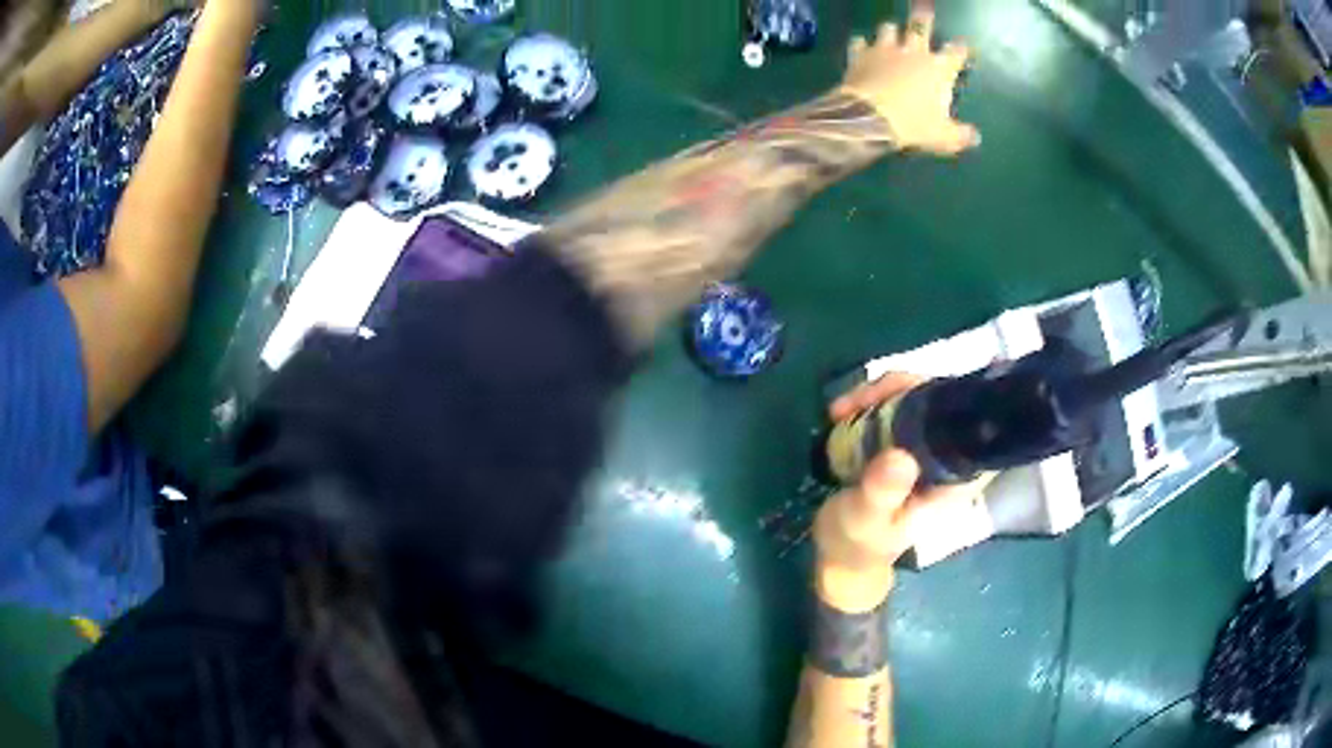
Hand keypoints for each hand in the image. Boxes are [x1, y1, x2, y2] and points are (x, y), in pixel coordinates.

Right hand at [813, 374, 989, 609]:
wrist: (842, 555)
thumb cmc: (859, 543)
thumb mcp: (867, 520)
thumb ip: (883, 493)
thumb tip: (901, 456)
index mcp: (955, 476)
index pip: (963, 418)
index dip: (933, 394)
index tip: (888, 397)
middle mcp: (949, 455)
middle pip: (938, 398)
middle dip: (895, 389)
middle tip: (849, 404)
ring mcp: (927, 446)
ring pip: (915, 397)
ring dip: (877, 394)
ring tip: (838, 410)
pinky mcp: (906, 442)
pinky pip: (896, 407)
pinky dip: (869, 403)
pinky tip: (841, 413)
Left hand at [839, 1, 979, 155]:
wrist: (869, 118)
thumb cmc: (914, 126)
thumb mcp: (944, 137)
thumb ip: (961, 135)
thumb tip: (976, 138)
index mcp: (939, 69)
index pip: (956, 53)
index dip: (962, 48)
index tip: (964, 45)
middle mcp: (913, 52)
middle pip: (920, 25)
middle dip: (923, 16)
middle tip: (924, 5)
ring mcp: (885, 50)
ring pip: (888, 28)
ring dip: (890, 30)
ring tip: (891, 31)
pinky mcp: (860, 55)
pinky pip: (859, 43)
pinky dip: (861, 44)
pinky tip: (860, 46)